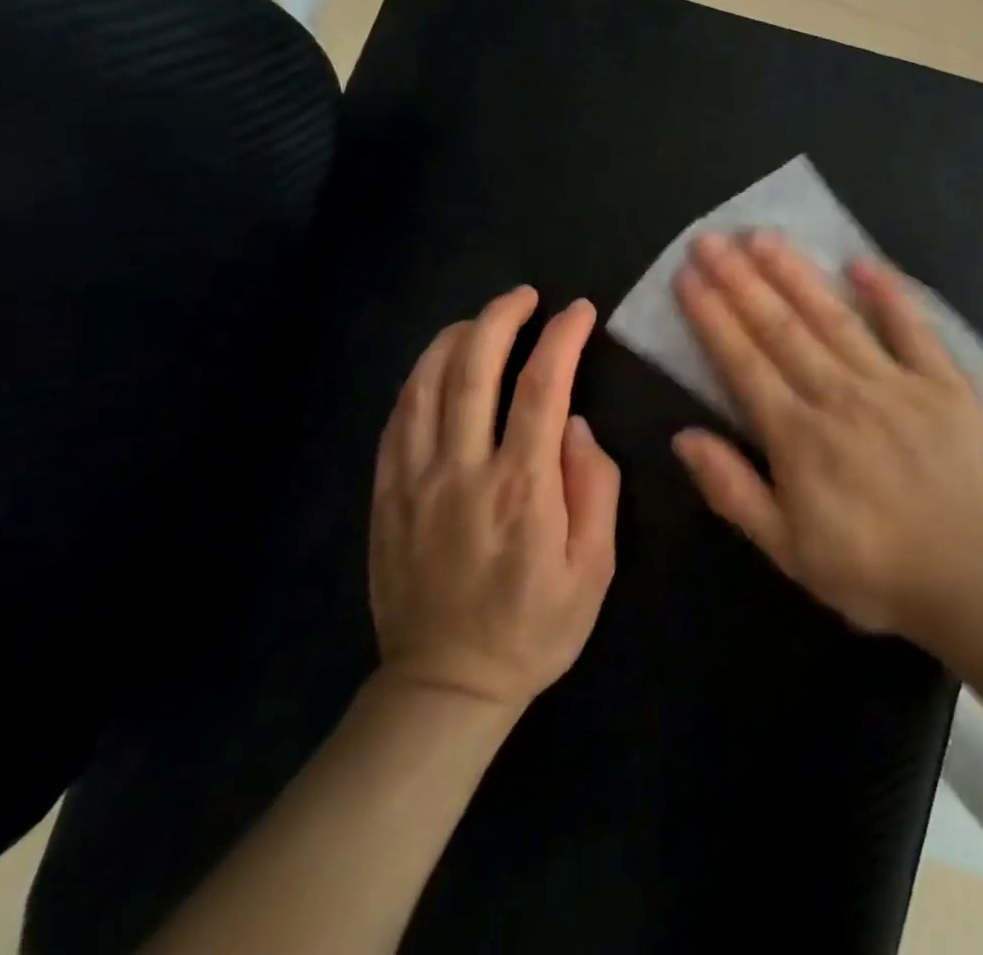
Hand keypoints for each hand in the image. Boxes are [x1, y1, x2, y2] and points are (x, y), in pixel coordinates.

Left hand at [369, 288, 619, 709]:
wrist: (445, 686)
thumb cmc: (534, 628)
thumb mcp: (594, 569)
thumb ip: (596, 489)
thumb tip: (575, 427)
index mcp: (521, 488)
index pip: (543, 387)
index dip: (562, 338)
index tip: (579, 312)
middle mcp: (463, 471)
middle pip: (474, 369)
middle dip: (501, 318)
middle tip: (525, 296)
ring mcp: (415, 480)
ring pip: (426, 384)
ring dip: (456, 338)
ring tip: (482, 320)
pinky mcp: (386, 494)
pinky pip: (397, 418)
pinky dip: (419, 378)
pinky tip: (437, 365)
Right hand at [671, 232, 982, 642]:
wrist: (977, 584)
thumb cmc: (874, 572)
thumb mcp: (788, 551)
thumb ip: (733, 491)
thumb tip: (683, 437)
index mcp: (798, 436)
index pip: (742, 362)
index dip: (712, 316)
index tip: (688, 276)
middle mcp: (839, 395)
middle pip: (780, 327)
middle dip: (740, 279)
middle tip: (711, 239)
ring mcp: (894, 383)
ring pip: (834, 317)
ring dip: (795, 273)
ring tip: (763, 236)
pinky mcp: (943, 383)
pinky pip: (912, 328)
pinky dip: (887, 293)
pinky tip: (861, 261)